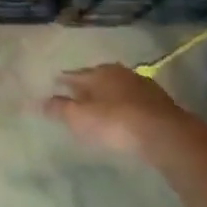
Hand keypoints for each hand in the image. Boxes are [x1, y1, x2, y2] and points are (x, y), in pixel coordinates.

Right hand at [44, 64, 203, 160]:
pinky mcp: (160, 102)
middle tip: (76, 98)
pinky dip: (125, 106)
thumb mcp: (79, 117)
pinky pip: (134, 101)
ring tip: (100, 109)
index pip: (73, 75)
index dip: (61, 82)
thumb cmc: (115, 122)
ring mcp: (142, 85)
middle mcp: (119, 73)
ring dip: (108, 97)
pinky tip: (124, 117)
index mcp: (98, 72)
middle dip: (86, 87)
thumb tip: (40, 102)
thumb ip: (59, 108)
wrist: (165, 134)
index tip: (53, 86)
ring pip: (117, 88)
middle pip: (96, 79)